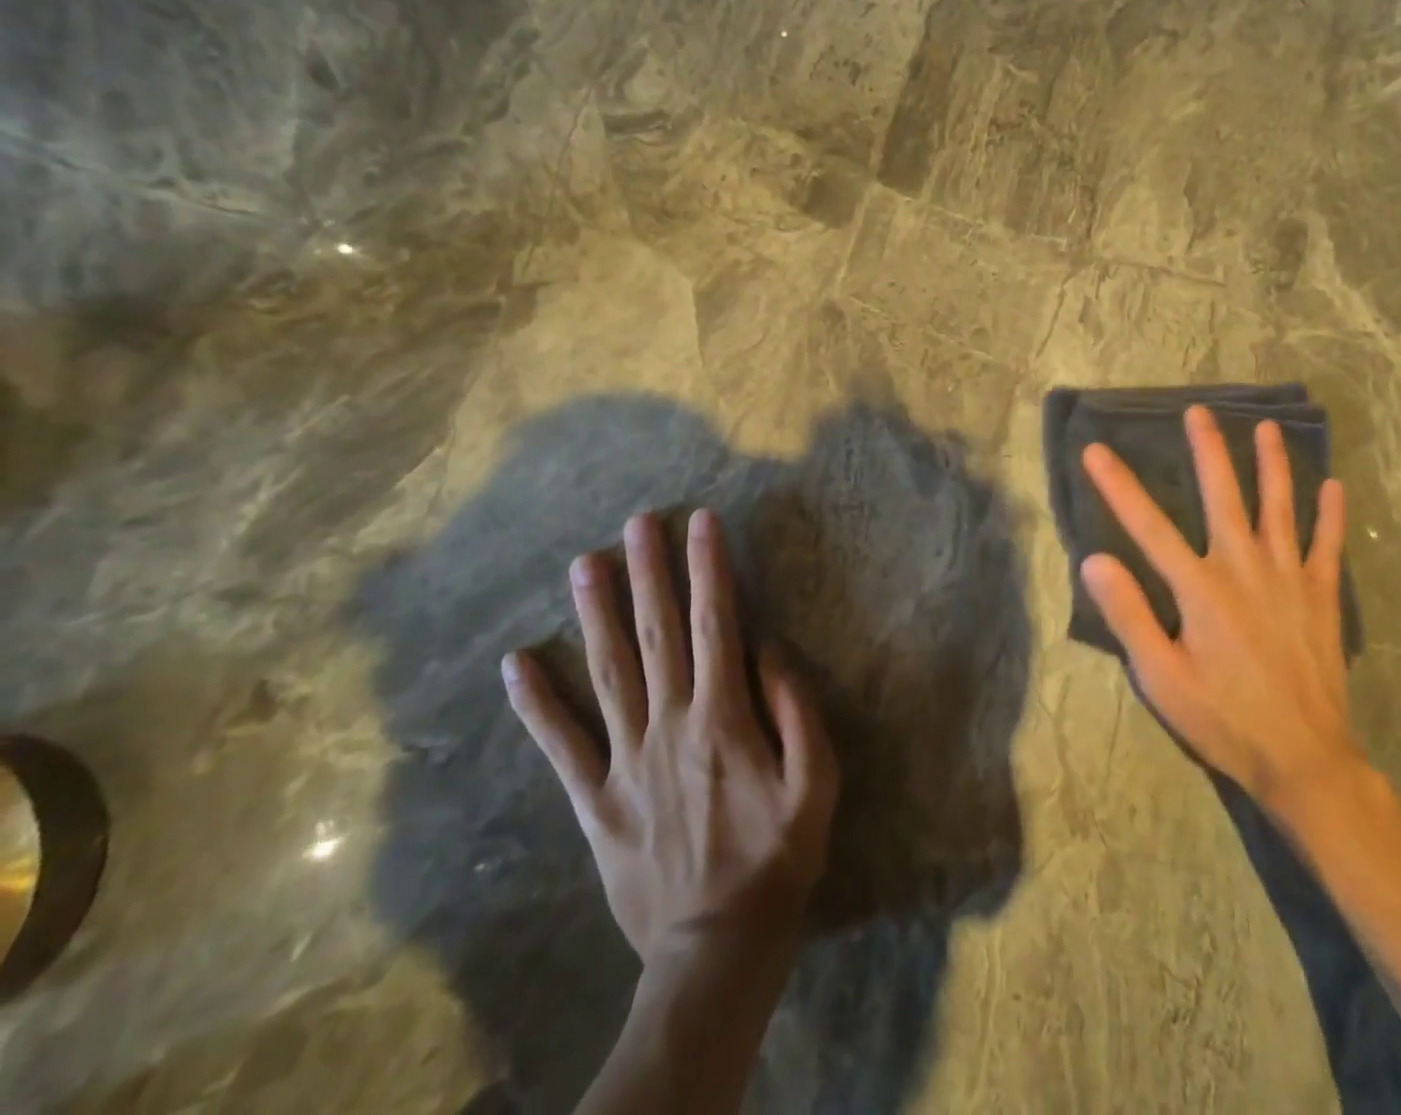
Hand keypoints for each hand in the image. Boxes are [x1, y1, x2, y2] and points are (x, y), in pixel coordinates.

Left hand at [502, 509, 838, 960]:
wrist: (718, 946)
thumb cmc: (778, 855)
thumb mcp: (817, 780)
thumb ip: (795, 707)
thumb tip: (767, 647)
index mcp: (723, 716)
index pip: (716, 622)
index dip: (709, 568)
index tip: (702, 521)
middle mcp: (669, 723)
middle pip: (657, 633)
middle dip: (649, 571)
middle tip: (637, 522)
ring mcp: (624, 760)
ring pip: (607, 672)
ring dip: (595, 614)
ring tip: (584, 564)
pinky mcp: (595, 800)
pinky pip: (561, 746)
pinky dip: (536, 704)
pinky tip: (517, 663)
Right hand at [1080, 405, 1364, 820]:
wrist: (1304, 760)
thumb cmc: (1223, 719)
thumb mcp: (1161, 677)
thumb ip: (1129, 614)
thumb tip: (1095, 559)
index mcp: (1200, 588)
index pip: (1148, 525)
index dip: (1118, 486)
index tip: (1096, 450)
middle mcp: (1244, 568)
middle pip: (1223, 496)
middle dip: (1208, 450)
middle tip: (1199, 411)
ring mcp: (1289, 579)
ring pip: (1280, 508)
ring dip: (1272, 465)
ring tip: (1268, 428)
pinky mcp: (1322, 598)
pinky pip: (1328, 547)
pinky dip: (1330, 515)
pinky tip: (1333, 486)